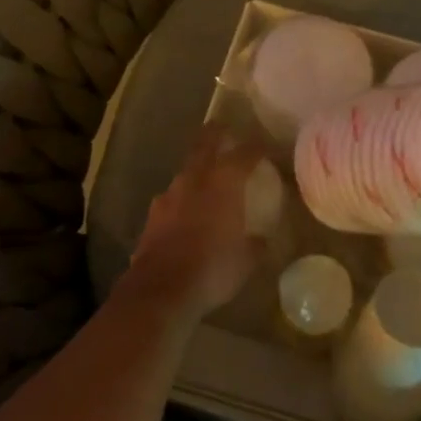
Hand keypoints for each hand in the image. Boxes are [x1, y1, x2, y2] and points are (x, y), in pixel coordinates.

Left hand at [124, 127, 264, 322]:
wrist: (160, 290)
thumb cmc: (213, 268)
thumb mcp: (246, 260)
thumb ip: (256, 243)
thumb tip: (262, 239)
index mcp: (224, 182)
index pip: (245, 153)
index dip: (258, 148)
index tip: (267, 147)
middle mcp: (195, 179)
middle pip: (206, 144)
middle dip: (217, 134)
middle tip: (225, 130)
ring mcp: (169, 195)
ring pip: (186, 171)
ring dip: (197, 169)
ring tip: (206, 177)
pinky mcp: (152, 216)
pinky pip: (172, 198)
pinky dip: (183, 199)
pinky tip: (186, 213)